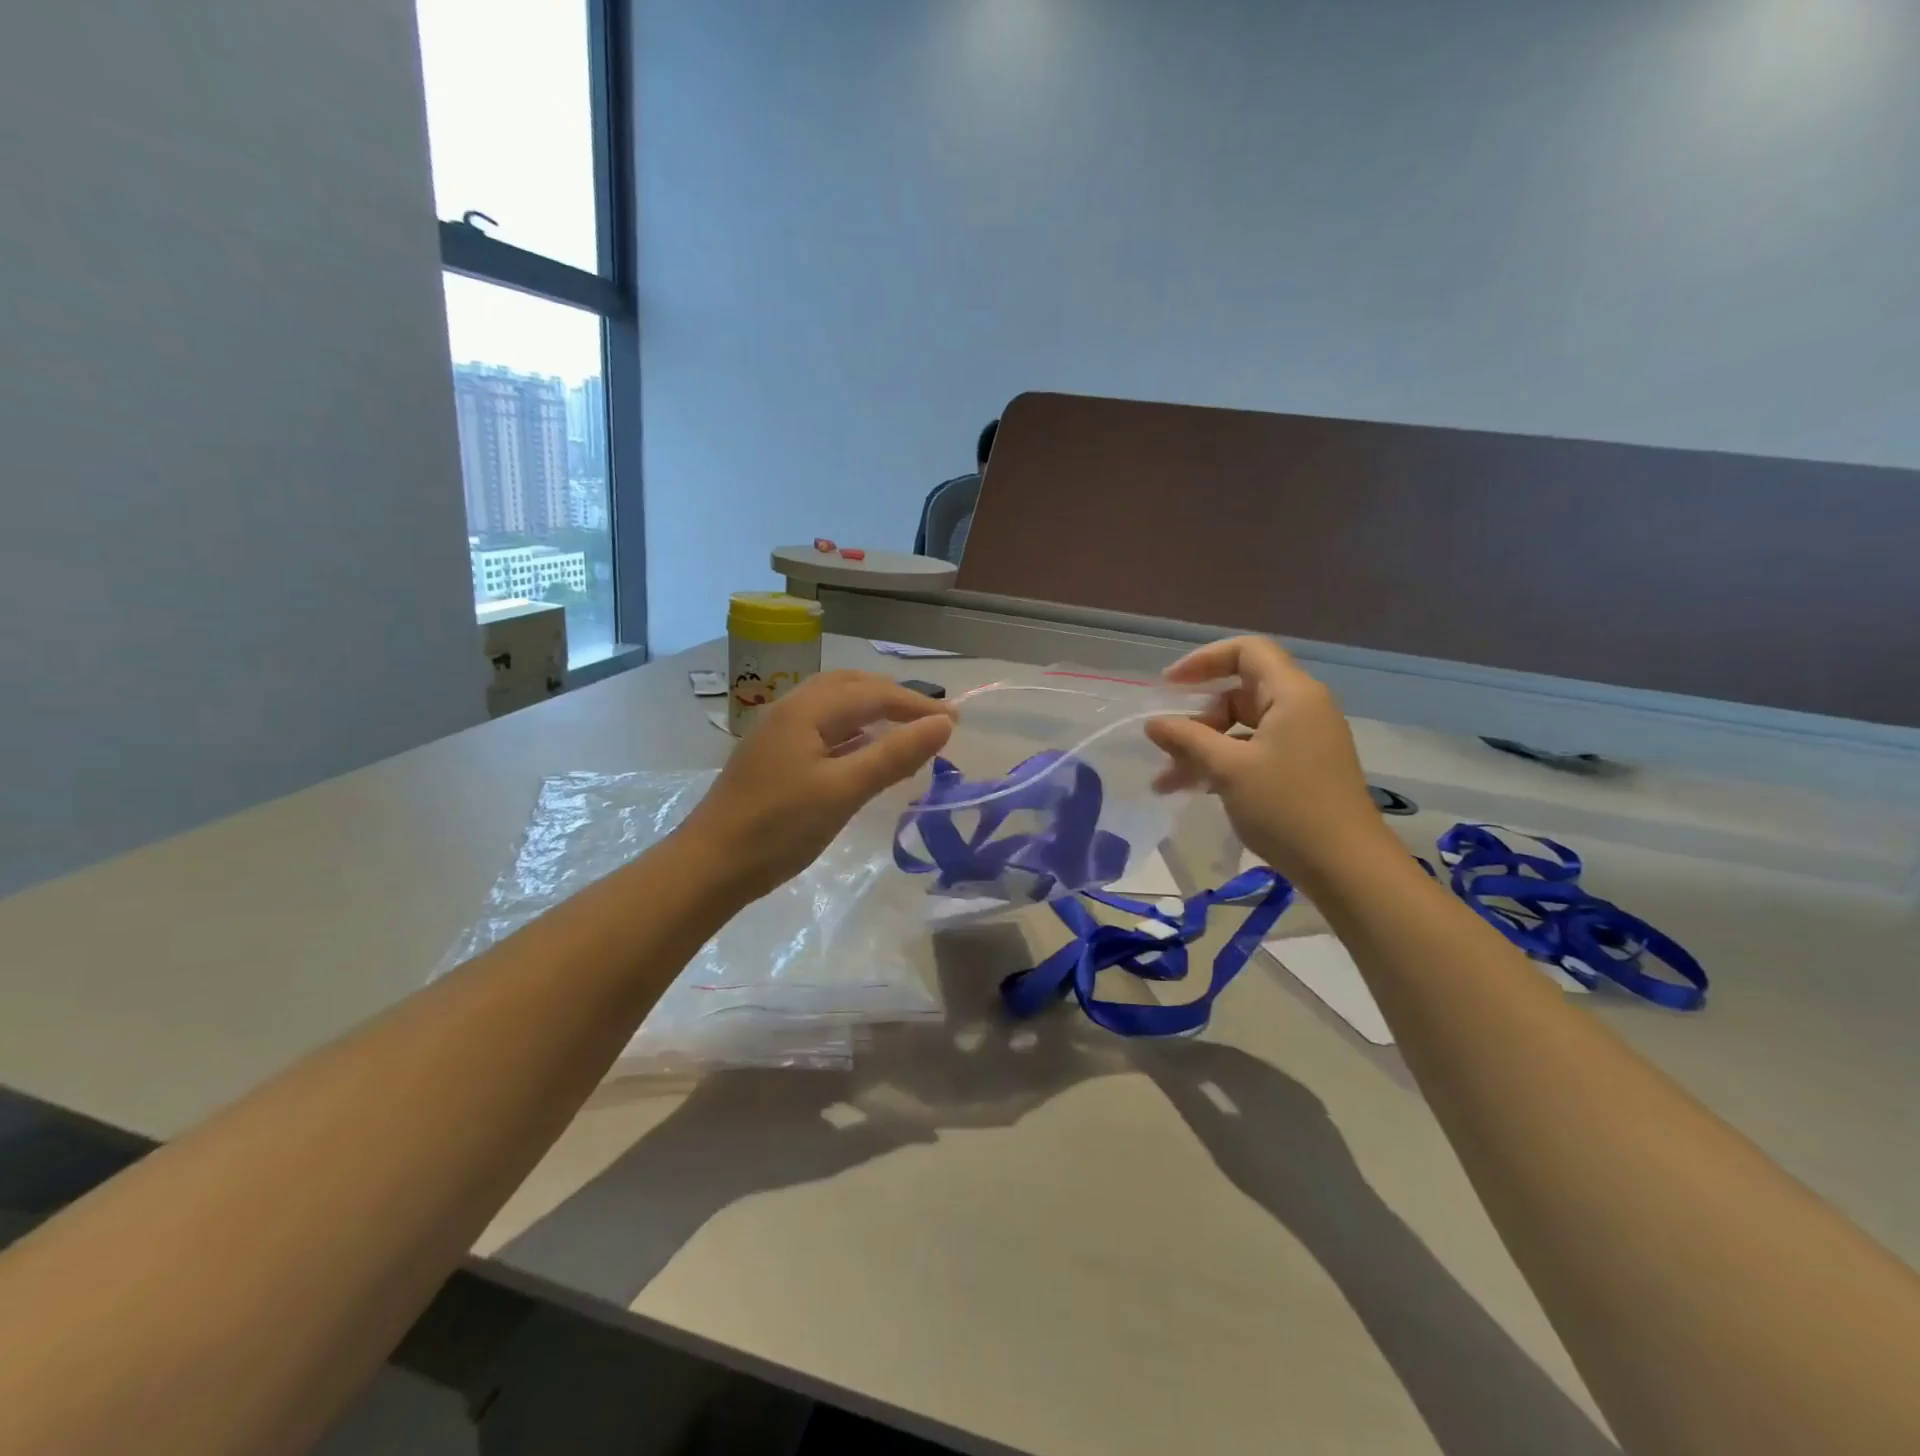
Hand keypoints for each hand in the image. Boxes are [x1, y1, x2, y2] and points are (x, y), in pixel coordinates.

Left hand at [680, 671, 953, 898]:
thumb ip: (894, 755)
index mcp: (808, 709)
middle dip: (894, 697)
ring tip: (904, 731)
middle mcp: (791, 709)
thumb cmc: (779, 827)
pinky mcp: (773, 756)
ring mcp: (778, 732)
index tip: (956, 721)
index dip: (917, 705)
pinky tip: (863, 753)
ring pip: (834, 706)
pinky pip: (822, 728)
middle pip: (851, 687)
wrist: (709, 866)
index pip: (873, 693)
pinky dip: (852, 732)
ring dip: (872, 711)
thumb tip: (943, 724)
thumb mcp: (844, 790)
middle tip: (930, 720)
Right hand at [1144, 636, 1388, 882]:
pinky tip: (1197, 789)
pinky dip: (1224, 763)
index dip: (1203, 660)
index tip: (1168, 686)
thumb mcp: (1228, 769)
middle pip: (1240, 692)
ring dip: (1203, 748)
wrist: (1346, 867)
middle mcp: (1303, 708)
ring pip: (1243, 727)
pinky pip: (1255, 750)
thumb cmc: (1286, 807)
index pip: (1246, 651)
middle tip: (1167, 748)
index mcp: (1292, 694)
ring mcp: (1305, 739)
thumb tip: (1153, 723)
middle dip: (1197, 719)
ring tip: (1168, 783)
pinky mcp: (1304, 767)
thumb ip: (1187, 739)